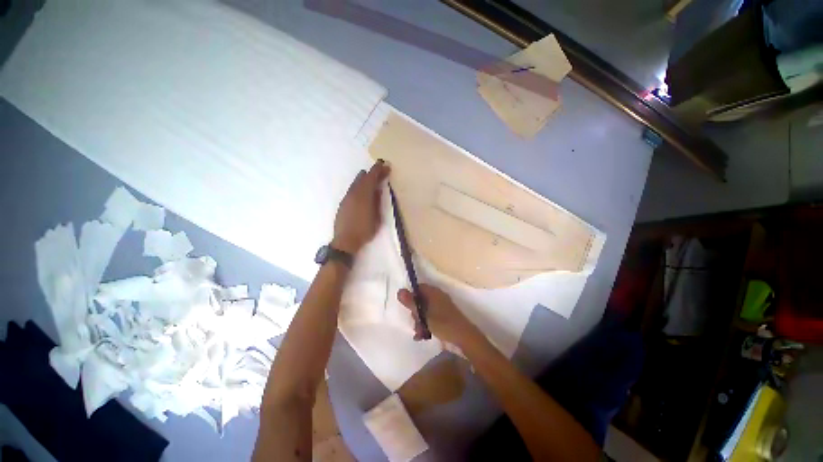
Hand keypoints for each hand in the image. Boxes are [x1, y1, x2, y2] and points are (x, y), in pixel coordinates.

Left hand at [333, 161, 389, 253]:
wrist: (345, 240)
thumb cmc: (365, 231)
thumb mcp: (377, 217)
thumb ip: (377, 202)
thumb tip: (377, 190)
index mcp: (364, 196)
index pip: (371, 178)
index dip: (379, 170)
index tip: (386, 165)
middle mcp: (354, 193)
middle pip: (363, 178)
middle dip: (372, 172)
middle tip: (381, 170)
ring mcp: (347, 197)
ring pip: (356, 183)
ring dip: (365, 178)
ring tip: (371, 177)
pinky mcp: (343, 203)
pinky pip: (352, 189)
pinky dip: (359, 185)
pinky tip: (362, 189)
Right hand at [397, 284, 481, 346]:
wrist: (464, 338)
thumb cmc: (443, 323)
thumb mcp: (424, 314)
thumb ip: (411, 303)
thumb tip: (399, 291)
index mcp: (434, 292)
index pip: (419, 287)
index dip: (411, 296)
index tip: (407, 307)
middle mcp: (438, 297)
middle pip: (421, 300)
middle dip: (415, 313)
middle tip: (415, 322)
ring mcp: (442, 307)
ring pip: (425, 311)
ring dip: (420, 321)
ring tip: (419, 333)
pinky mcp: (445, 317)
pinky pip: (431, 318)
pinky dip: (426, 325)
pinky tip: (422, 336)